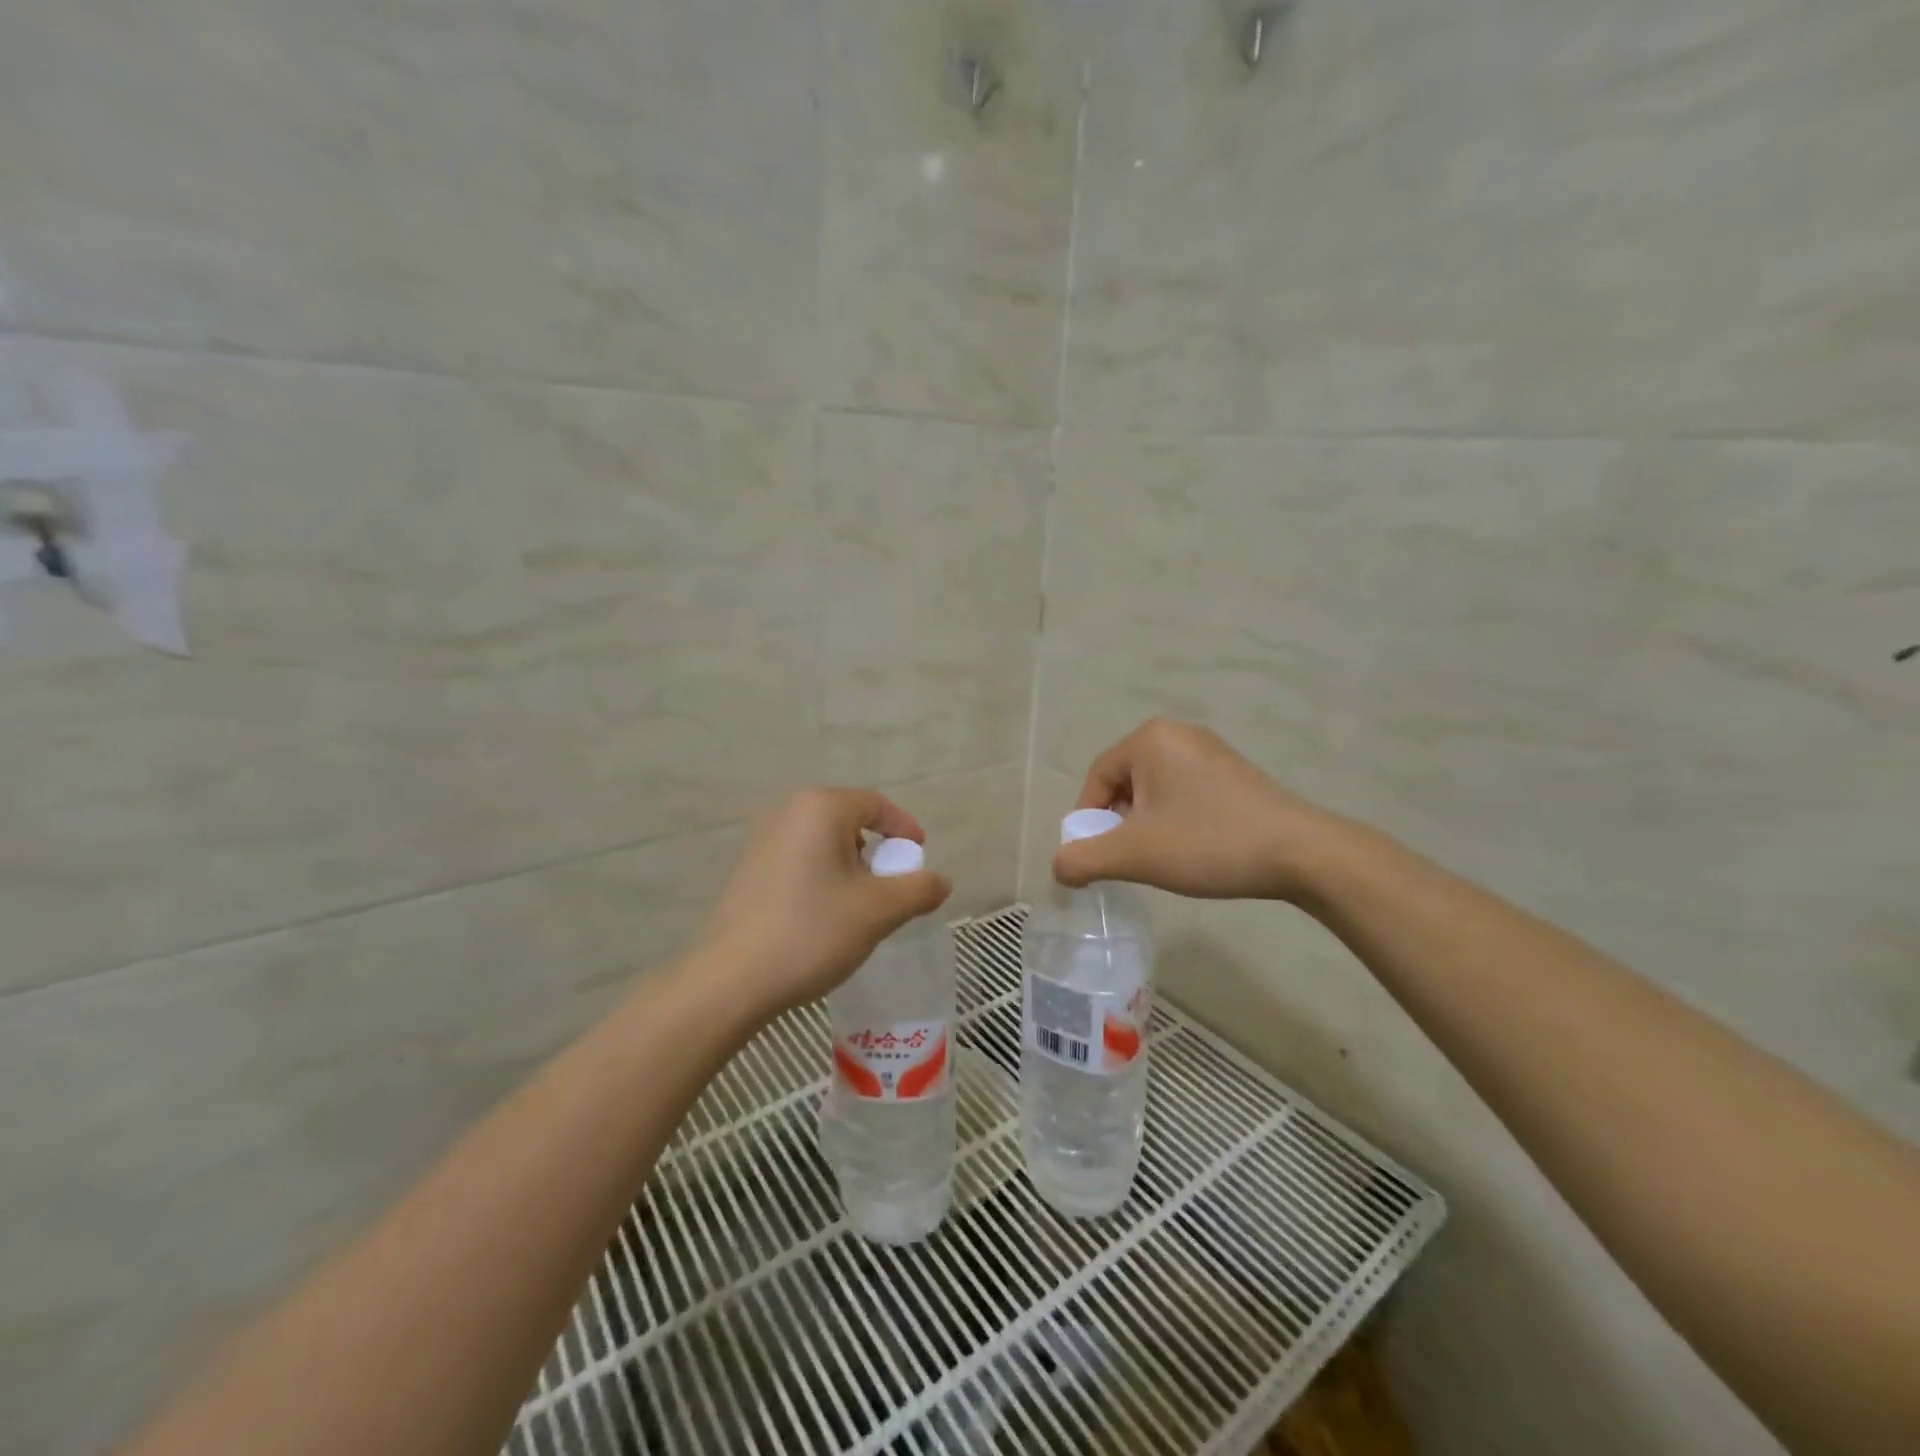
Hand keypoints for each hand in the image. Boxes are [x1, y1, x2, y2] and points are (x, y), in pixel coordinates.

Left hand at [696, 788, 951, 1019]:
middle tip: (892, 884)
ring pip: (824, 842)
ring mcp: (763, 840)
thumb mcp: (879, 910)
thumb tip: (940, 881)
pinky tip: (825, 914)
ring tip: (860, 903)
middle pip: (849, 820)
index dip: (904, 828)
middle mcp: (788, 812)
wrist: (733, 979)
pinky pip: (801, 859)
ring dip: (851, 865)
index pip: (875, 804)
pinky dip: (824, 876)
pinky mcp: (749, 869)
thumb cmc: (812, 931)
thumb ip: (919, 889)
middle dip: (877, 850)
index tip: (919, 856)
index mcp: (820, 808)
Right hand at [1053, 719, 1349, 902]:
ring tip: (1162, 857)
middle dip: (1119, 823)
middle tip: (1129, 859)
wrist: (1300, 853)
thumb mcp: (1134, 854)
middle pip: (1125, 782)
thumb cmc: (1207, 842)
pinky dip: (1175, 819)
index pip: (1096, 778)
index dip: (1087, 820)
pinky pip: (1184, 791)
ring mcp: (1210, 750)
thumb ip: (1083, 859)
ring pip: (1155, 790)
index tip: (1096, 857)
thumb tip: (1059, 868)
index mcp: (1149, 739)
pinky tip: (1192, 847)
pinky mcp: (1233, 771)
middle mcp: (1178, 733)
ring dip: (1146, 824)